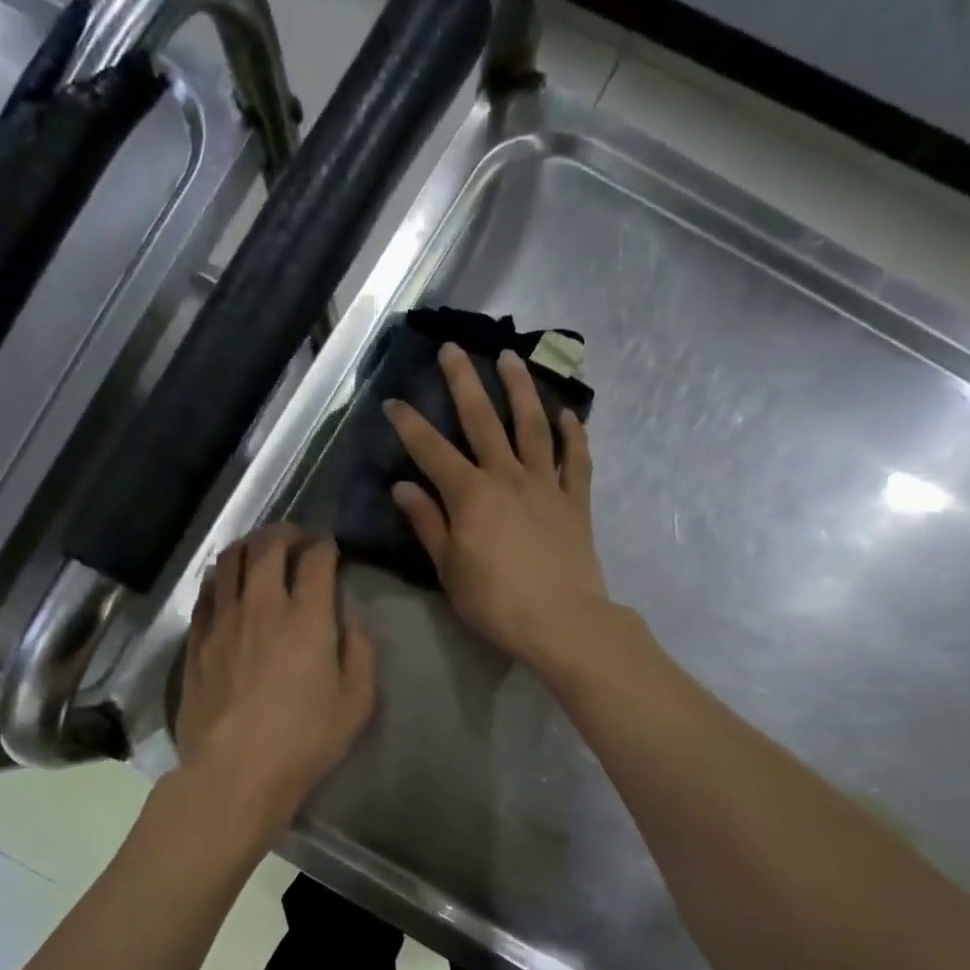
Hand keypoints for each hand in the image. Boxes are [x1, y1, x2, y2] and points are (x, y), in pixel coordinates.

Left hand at [176, 523, 376, 841]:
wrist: (235, 770)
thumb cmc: (305, 739)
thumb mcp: (357, 700)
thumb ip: (360, 649)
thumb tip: (352, 615)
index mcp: (308, 618)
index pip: (316, 560)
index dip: (326, 547)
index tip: (331, 549)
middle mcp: (263, 606)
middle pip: (268, 546)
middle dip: (286, 532)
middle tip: (297, 538)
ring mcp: (223, 620)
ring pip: (230, 560)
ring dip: (249, 545)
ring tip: (260, 550)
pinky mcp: (197, 640)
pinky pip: (207, 592)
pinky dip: (221, 576)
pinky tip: (227, 584)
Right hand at [386, 344, 611, 670]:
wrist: (561, 621)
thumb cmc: (496, 602)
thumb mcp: (449, 569)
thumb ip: (428, 524)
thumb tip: (404, 487)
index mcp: (470, 495)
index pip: (432, 451)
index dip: (410, 425)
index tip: (393, 401)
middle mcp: (507, 477)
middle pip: (483, 420)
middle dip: (464, 382)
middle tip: (453, 349)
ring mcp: (545, 485)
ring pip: (532, 426)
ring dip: (520, 389)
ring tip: (510, 358)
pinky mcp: (576, 501)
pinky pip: (576, 460)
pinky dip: (573, 434)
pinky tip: (568, 414)